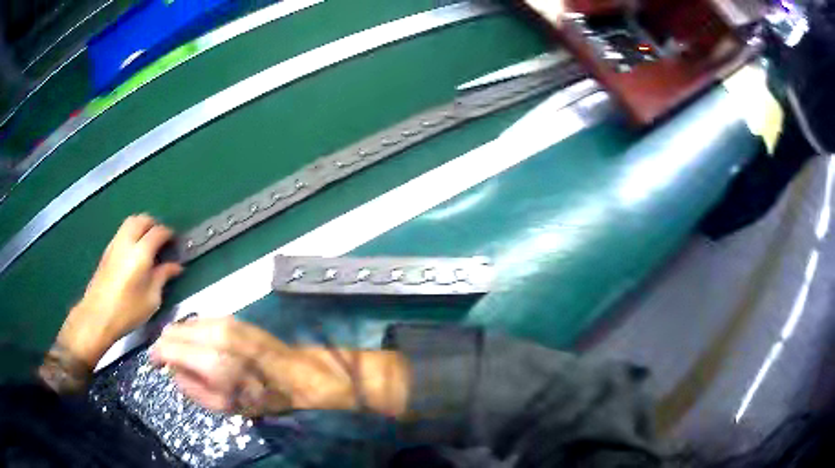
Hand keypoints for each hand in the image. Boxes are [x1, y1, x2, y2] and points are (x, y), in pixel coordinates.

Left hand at [57, 214, 182, 366]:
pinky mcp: (107, 251)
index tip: (176, 243)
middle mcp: (127, 241)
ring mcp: (115, 244)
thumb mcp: (151, 299)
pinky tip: (134, 252)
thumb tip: (175, 266)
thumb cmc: (127, 311)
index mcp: (141, 252)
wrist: (98, 316)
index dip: (169, 234)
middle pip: (142, 219)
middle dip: (154, 225)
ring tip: (148, 243)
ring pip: (130, 222)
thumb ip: (163, 277)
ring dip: (142, 226)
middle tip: (162, 240)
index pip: (158, 232)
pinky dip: (132, 234)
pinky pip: (122, 232)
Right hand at [151, 317, 409, 417]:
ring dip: (178, 337)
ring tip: (184, 356)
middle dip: (165, 345)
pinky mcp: (231, 317)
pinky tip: (199, 346)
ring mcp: (223, 322)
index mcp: (211, 359)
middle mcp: (214, 334)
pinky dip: (192, 331)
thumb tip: (172, 371)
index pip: (167, 346)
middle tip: (168, 362)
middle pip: (172, 330)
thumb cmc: (262, 397)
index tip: (154, 363)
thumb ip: (191, 389)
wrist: (295, 374)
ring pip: (184, 322)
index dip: (156, 354)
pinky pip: (199, 320)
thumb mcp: (224, 406)